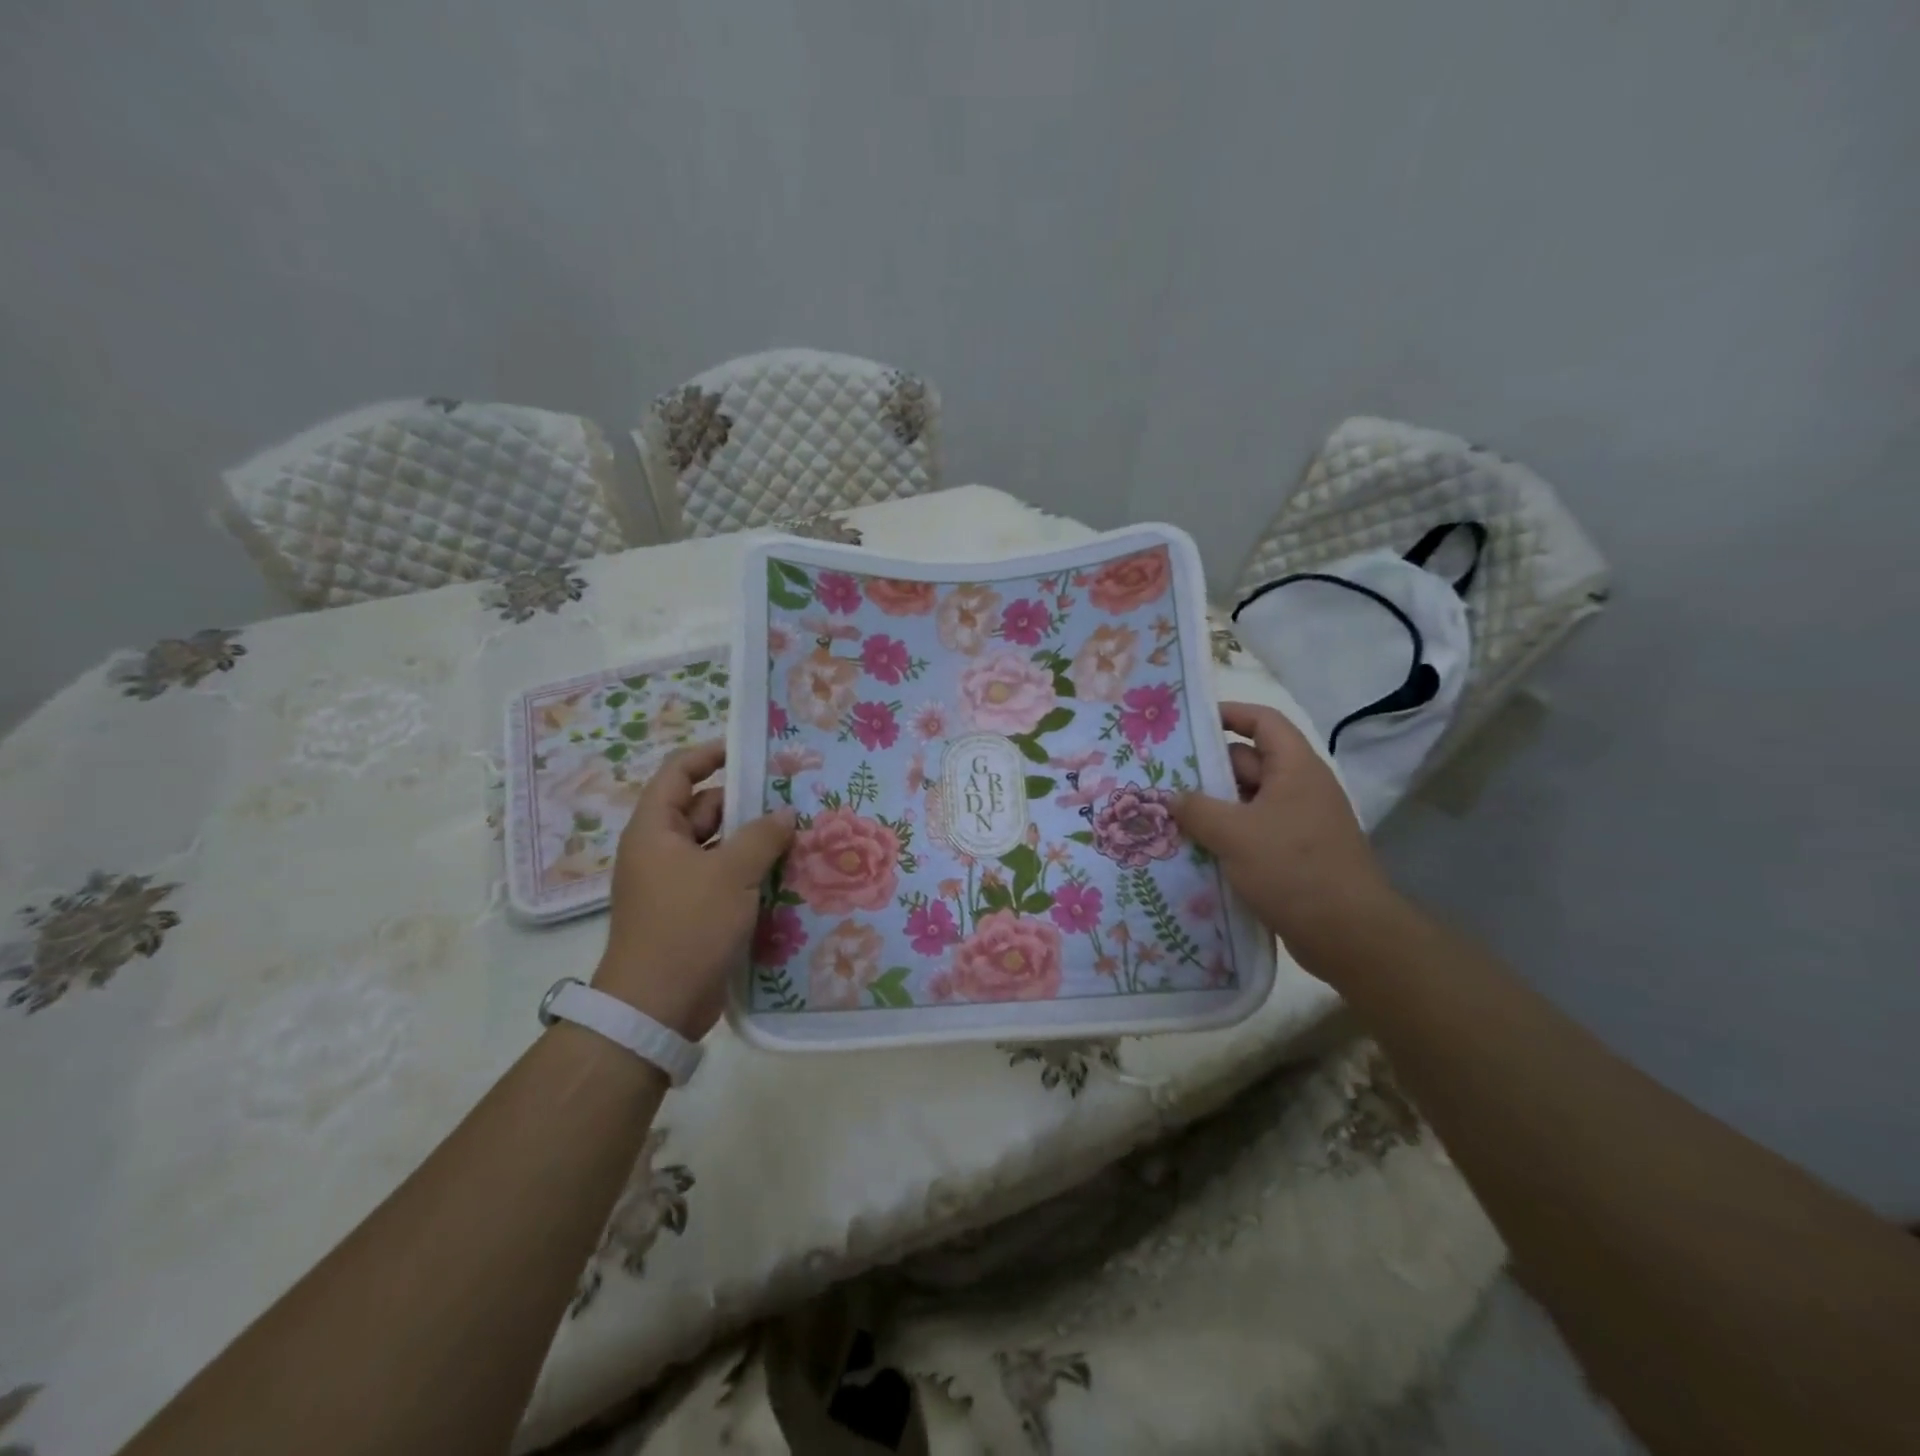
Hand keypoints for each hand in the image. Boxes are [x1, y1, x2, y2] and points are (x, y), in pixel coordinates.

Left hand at [593, 740, 796, 1037]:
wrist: (656, 1007)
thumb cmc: (687, 927)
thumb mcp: (731, 874)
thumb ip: (762, 836)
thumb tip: (785, 813)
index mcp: (655, 830)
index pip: (678, 773)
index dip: (710, 755)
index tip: (750, 750)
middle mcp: (661, 851)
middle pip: (703, 809)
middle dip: (745, 803)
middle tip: (791, 797)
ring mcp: (675, 883)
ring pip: (718, 847)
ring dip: (752, 841)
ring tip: (798, 834)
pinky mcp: (691, 912)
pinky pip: (723, 878)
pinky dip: (749, 873)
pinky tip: (786, 874)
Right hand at [1172, 702, 1396, 973]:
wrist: (1348, 935)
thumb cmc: (1293, 869)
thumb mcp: (1235, 834)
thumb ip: (1197, 809)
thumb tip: (1172, 797)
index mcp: (1294, 769)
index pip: (1263, 722)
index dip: (1229, 713)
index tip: (1189, 721)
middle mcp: (1298, 790)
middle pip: (1247, 763)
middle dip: (1206, 768)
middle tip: (1160, 775)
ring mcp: (1296, 825)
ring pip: (1245, 802)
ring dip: (1211, 807)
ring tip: (1166, 814)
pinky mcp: (1292, 857)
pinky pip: (1251, 834)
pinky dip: (1224, 836)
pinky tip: (1191, 850)